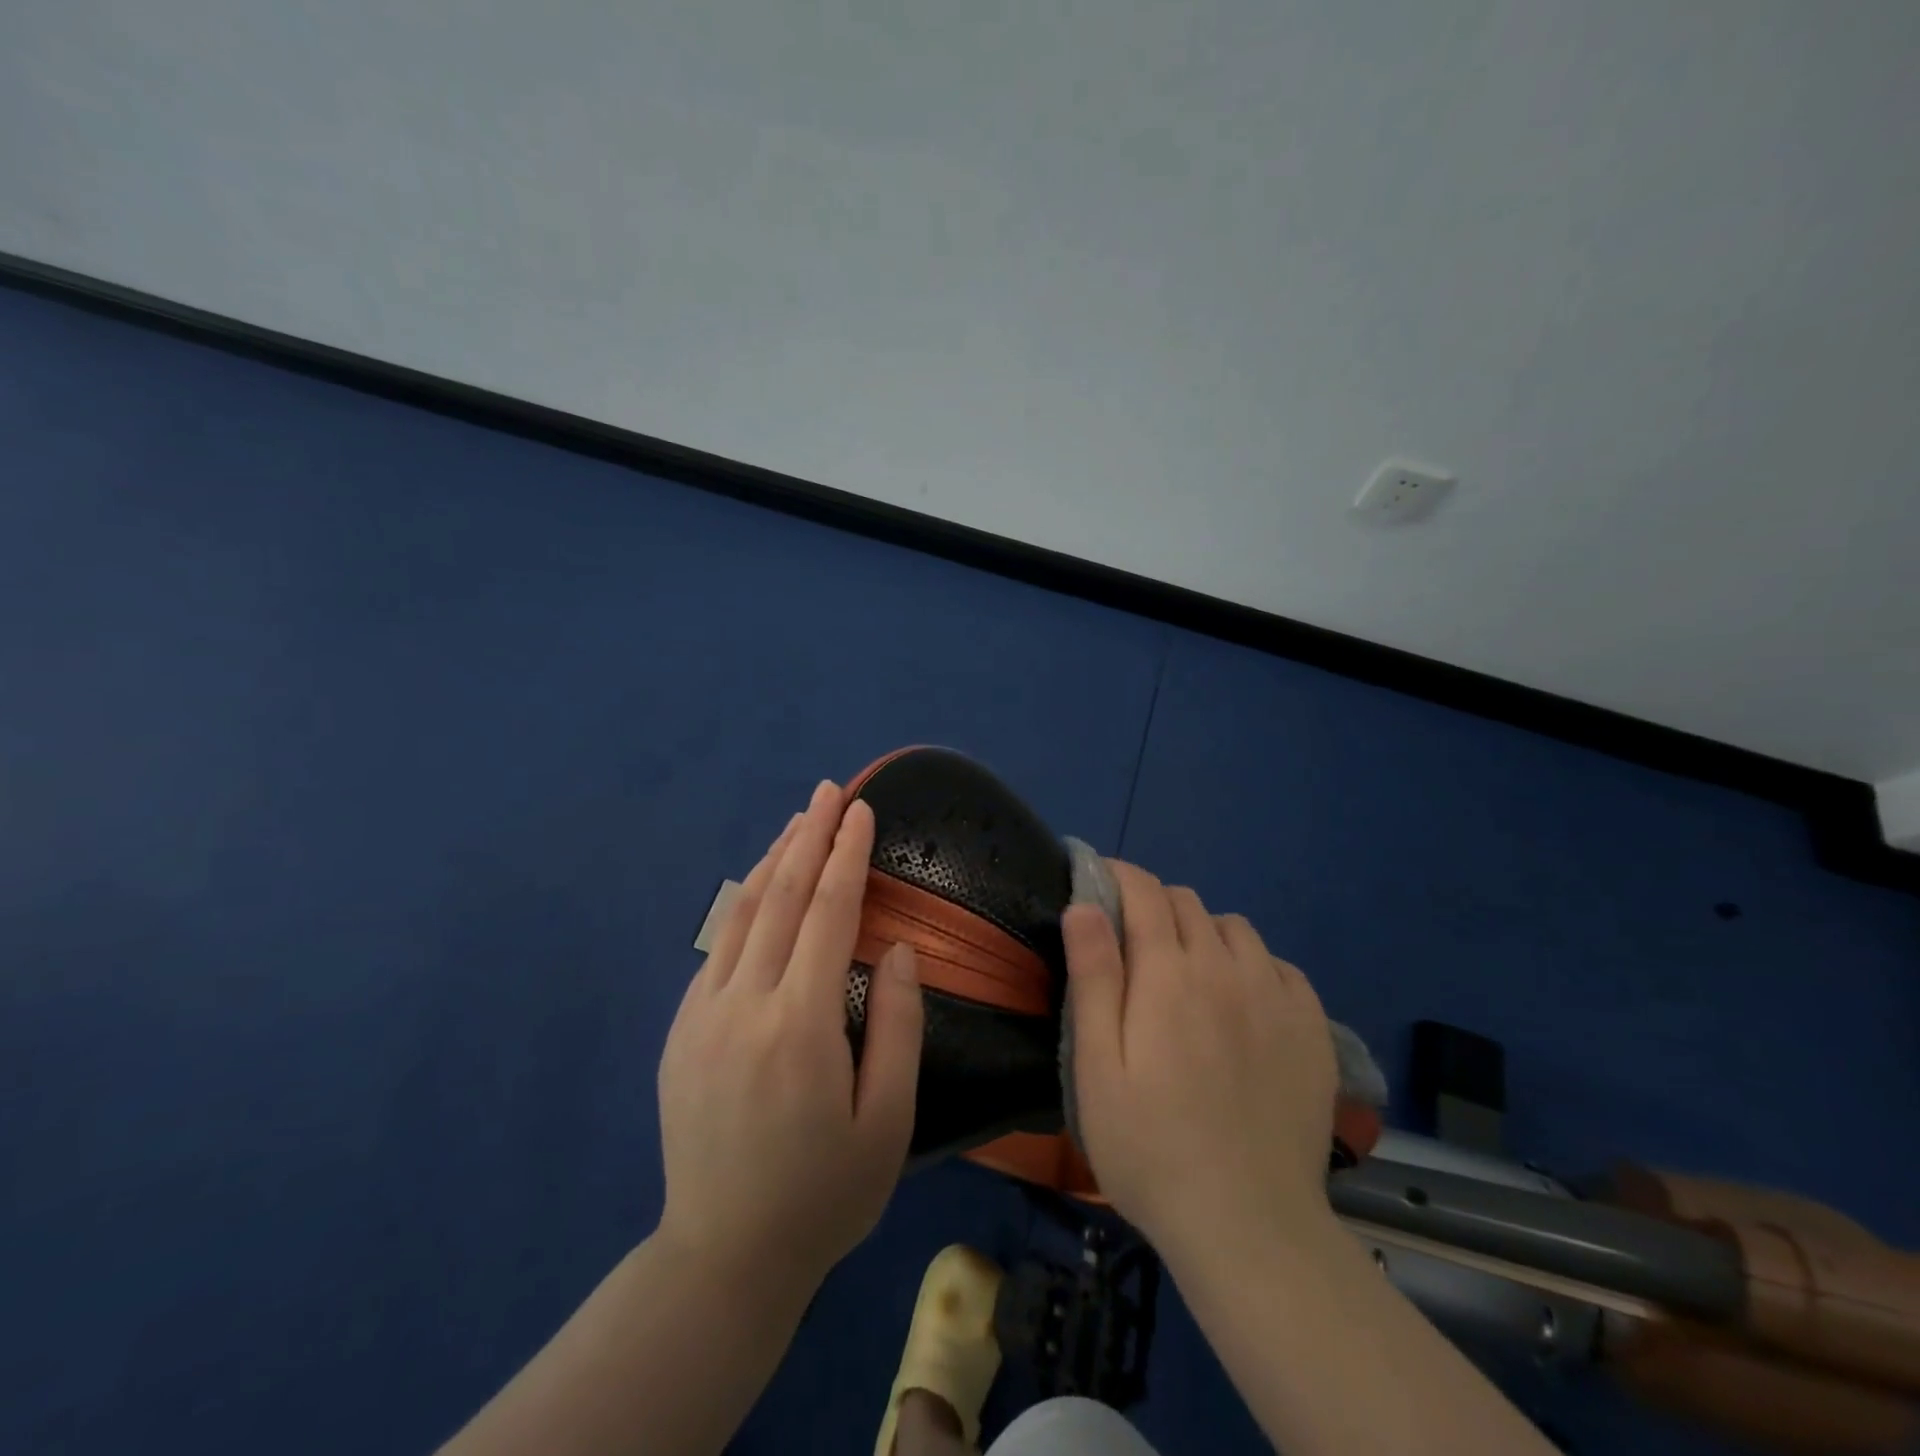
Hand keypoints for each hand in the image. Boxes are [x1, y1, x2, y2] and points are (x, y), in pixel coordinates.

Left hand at [655, 780, 922, 1296]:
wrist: (723, 1256)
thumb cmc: (825, 1194)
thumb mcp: (888, 1122)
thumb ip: (897, 1026)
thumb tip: (895, 949)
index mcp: (801, 1026)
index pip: (828, 915)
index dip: (847, 856)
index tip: (862, 811)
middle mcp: (744, 1005)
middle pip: (780, 898)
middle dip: (809, 837)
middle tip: (829, 791)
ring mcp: (702, 1014)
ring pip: (740, 913)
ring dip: (773, 859)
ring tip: (799, 820)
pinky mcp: (681, 1029)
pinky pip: (717, 946)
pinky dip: (743, 903)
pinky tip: (761, 885)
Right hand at [1062, 861, 1337, 1260]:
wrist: (1248, 1226)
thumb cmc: (1150, 1147)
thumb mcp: (1098, 1067)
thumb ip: (1093, 978)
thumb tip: (1083, 905)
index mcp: (1169, 973)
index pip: (1144, 892)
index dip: (1119, 876)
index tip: (1099, 882)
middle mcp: (1227, 968)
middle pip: (1187, 902)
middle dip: (1153, 904)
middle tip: (1133, 943)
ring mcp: (1276, 997)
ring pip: (1235, 928)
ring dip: (1203, 931)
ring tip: (1187, 972)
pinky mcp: (1312, 1028)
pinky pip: (1278, 965)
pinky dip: (1251, 964)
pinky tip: (1241, 1002)